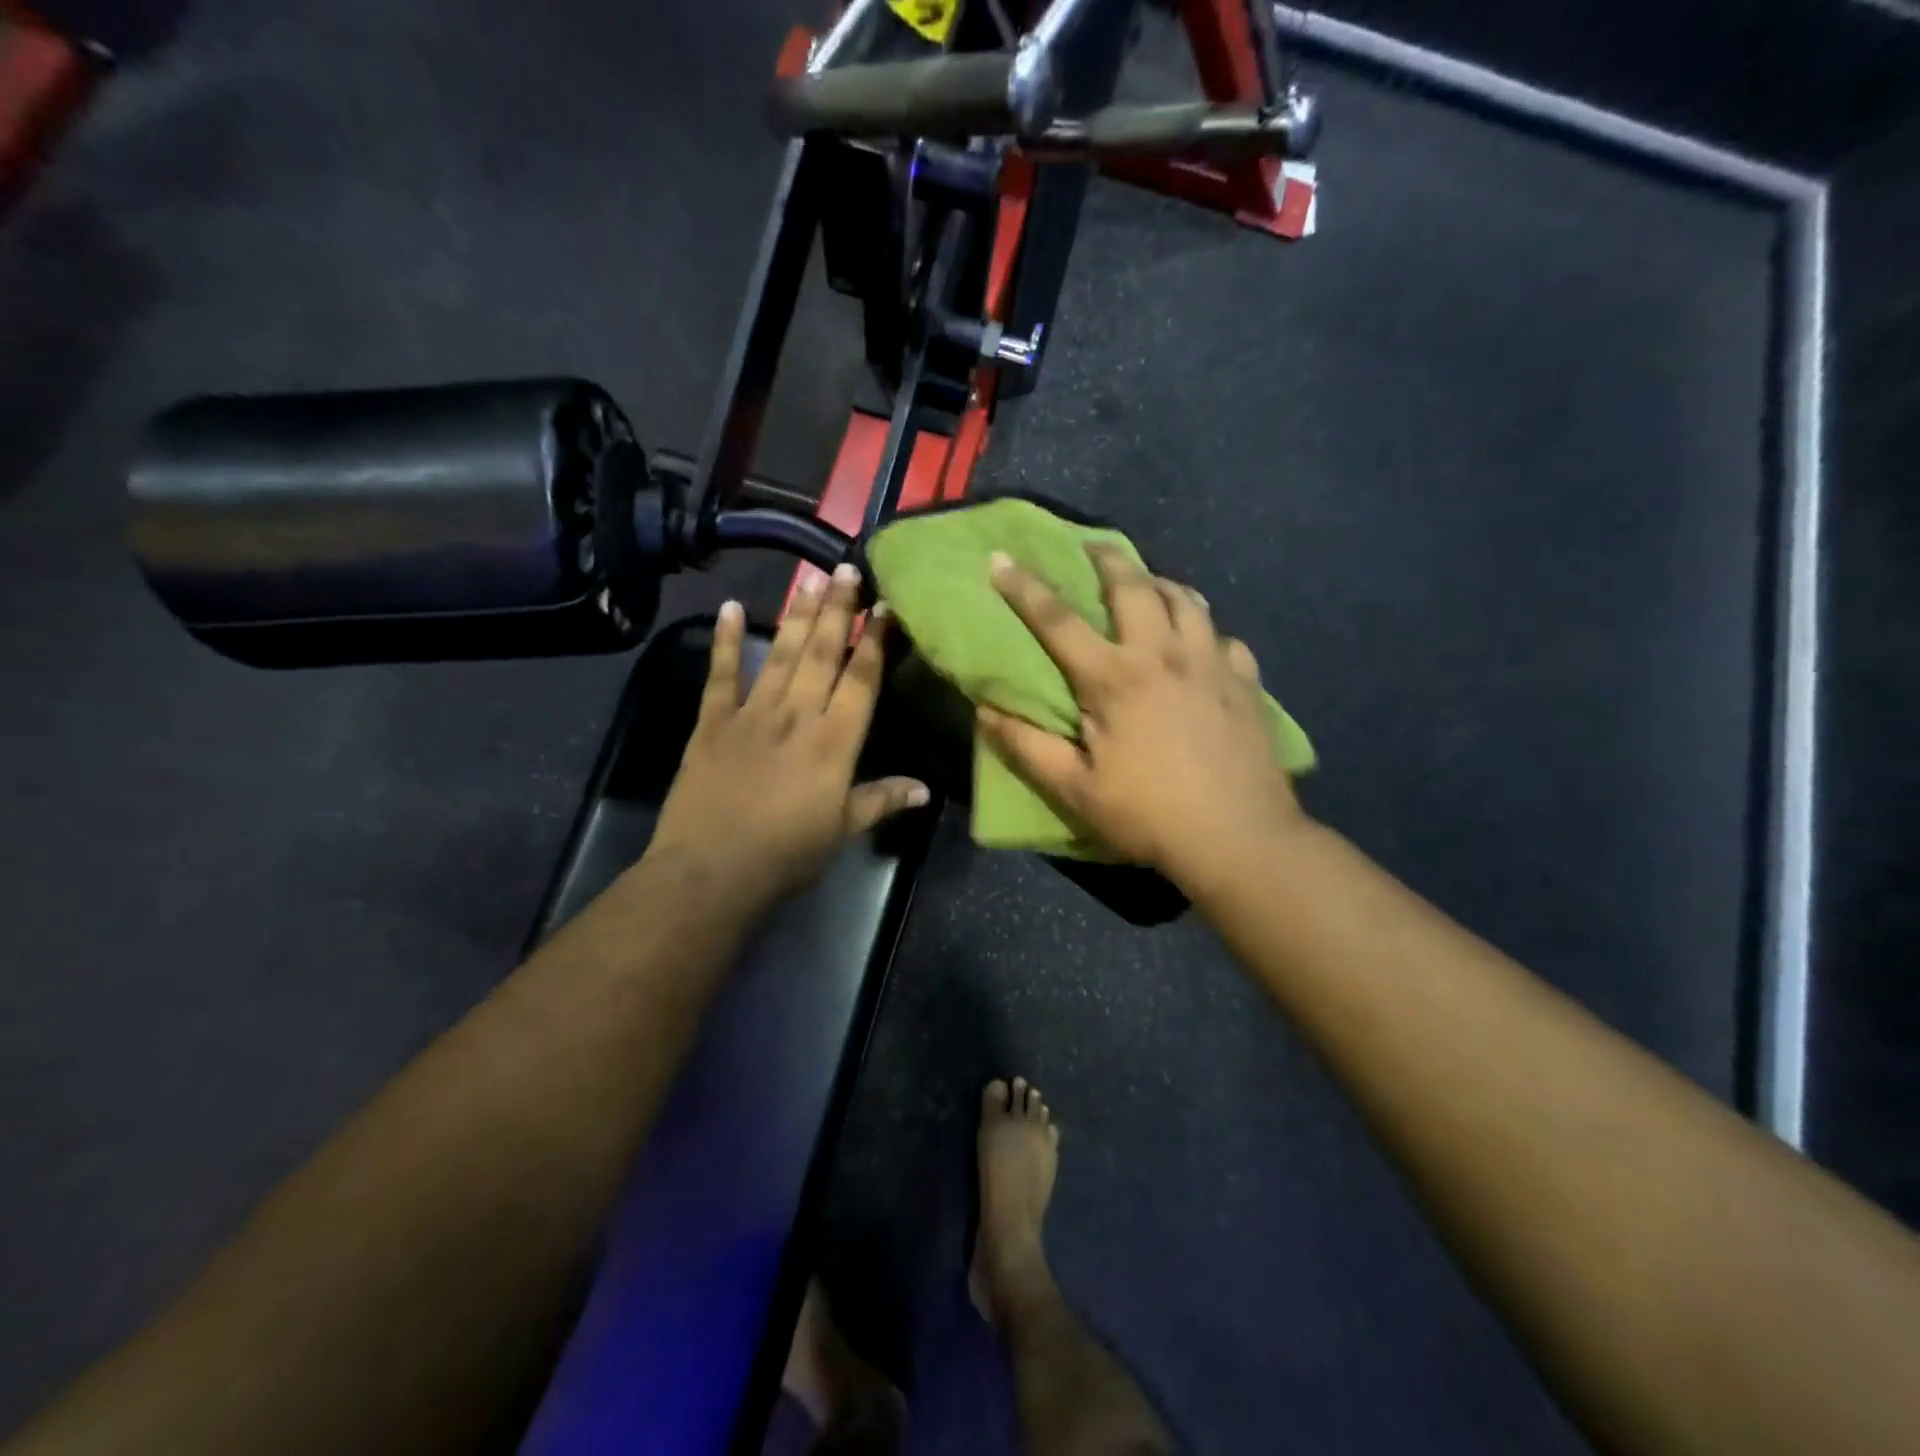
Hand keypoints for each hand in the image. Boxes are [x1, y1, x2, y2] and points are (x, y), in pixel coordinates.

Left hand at [647, 566, 929, 906]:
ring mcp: (752, 714)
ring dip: (798, 614)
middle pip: (823, 653)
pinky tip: (732, 607)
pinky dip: (727, 640)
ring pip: (782, 654)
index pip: (861, 680)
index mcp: (834, 741)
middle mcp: (797, 715)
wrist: (711, 871)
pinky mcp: (712, 723)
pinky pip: (721, 674)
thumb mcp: (843, 831)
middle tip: (846, 568)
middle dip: (838, 610)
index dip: (874, 641)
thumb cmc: (786, 854)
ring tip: (810, 578)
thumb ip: (881, 801)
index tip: (884, 606)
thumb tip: (925, 789)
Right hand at [979, 546, 1303, 884]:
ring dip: (1161, 583)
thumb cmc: (1149, 815)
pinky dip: (1206, 630)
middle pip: (1134, 587)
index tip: (999, 558)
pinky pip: (1224, 638)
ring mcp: (1212, 664)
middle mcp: (1164, 655)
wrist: (1240, 839)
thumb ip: (1027, 746)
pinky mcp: (1246, 683)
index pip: (1058, 621)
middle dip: (1108, 559)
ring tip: (1148, 583)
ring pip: (1187, 600)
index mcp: (1115, 679)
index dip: (1024, 587)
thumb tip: (984, 710)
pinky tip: (1202, 644)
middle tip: (1093, 546)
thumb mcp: (1075, 790)